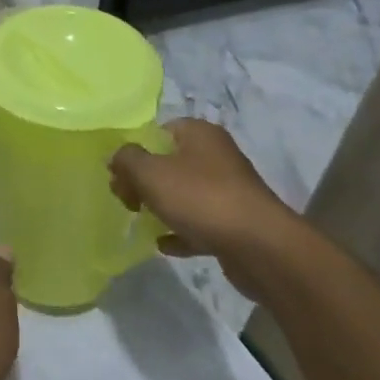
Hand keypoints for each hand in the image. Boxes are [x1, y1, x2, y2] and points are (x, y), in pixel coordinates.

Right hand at [109, 118, 300, 299]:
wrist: (261, 248)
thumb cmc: (201, 198)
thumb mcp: (150, 172)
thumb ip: (126, 159)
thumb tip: (118, 157)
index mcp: (200, 134)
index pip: (159, 131)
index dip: (135, 149)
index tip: (119, 172)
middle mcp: (217, 156)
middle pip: (170, 162)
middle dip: (144, 180)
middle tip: (126, 199)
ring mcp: (229, 191)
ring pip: (185, 193)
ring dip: (162, 206)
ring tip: (140, 220)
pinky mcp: (236, 223)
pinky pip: (200, 223)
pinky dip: (181, 231)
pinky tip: (163, 244)